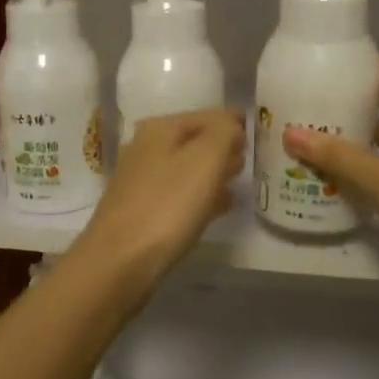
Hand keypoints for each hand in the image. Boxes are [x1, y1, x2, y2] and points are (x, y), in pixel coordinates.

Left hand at [73, 109, 243, 290]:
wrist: (119, 262)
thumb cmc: (167, 206)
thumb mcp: (206, 159)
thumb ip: (225, 133)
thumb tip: (233, 125)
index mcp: (160, 128)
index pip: (208, 116)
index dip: (235, 124)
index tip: (259, 138)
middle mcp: (146, 148)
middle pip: (195, 140)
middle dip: (223, 148)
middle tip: (250, 160)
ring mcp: (140, 181)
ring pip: (187, 168)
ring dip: (212, 173)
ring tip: (238, 183)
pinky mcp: (140, 211)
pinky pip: (179, 195)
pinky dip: (199, 196)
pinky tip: (216, 209)